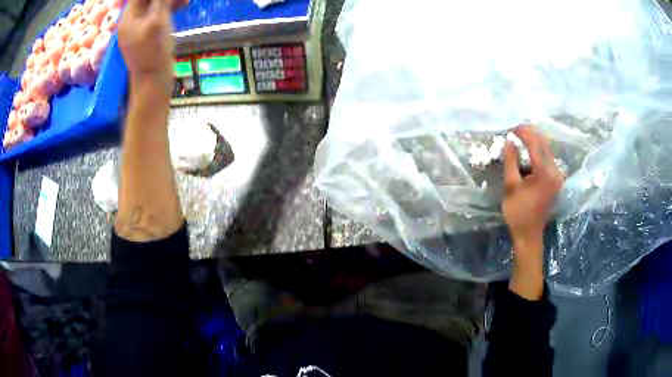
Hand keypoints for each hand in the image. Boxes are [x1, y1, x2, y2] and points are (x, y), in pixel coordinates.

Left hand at [118, 0, 173, 96]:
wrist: (152, 81)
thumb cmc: (154, 52)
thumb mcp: (158, 21)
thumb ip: (161, 1)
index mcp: (128, 18)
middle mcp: (131, 21)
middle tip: (182, 0)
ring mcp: (139, 28)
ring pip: (154, 4)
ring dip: (169, 1)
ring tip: (184, 3)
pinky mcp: (147, 33)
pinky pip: (156, 14)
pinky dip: (168, 8)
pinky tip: (180, 8)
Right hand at [502, 125, 563, 298]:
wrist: (529, 234)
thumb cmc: (518, 212)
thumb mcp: (511, 186)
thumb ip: (511, 161)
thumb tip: (509, 142)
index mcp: (545, 172)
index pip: (536, 144)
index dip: (524, 133)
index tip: (512, 127)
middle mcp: (555, 171)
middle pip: (544, 144)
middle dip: (531, 134)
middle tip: (517, 129)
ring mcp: (557, 176)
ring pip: (547, 150)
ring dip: (535, 141)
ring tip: (521, 136)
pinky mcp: (556, 180)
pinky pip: (548, 158)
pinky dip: (539, 151)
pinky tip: (530, 150)